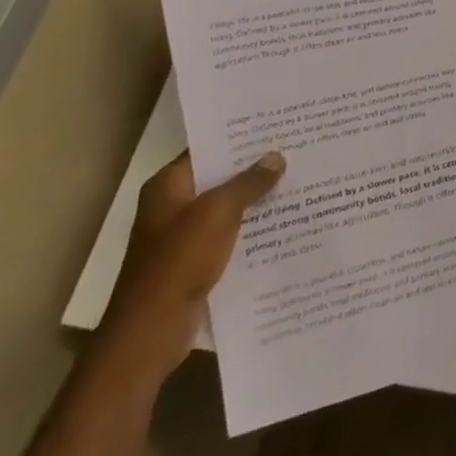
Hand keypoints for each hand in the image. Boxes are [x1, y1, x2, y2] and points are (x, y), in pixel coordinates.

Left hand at [97, 151, 284, 385]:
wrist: (153, 327)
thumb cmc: (179, 261)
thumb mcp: (218, 213)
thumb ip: (248, 183)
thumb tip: (276, 157)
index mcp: (167, 186)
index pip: (207, 150)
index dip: (240, 138)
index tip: (278, 127)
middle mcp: (172, 206)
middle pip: (219, 178)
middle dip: (256, 168)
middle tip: (299, 152)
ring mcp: (184, 235)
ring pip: (228, 208)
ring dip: (258, 200)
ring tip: (302, 183)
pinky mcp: (197, 260)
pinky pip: (231, 234)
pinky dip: (253, 228)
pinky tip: (287, 223)